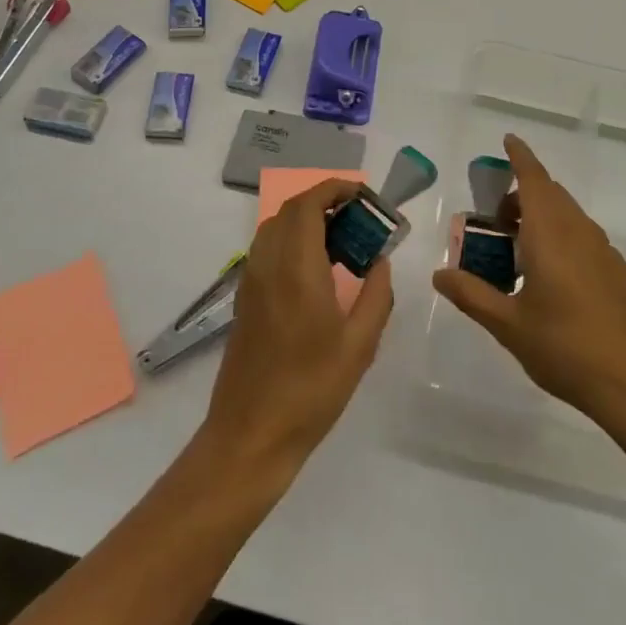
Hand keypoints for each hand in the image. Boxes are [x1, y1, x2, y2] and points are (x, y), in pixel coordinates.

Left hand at [200, 178, 393, 478]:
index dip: (335, 188)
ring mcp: (251, 282)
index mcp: (296, 270)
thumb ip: (376, 295)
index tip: (365, 196)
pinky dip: (292, 240)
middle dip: (325, 201)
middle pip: (290, 210)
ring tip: (343, 241)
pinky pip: (267, 250)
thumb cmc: (311, 391)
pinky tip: (318, 270)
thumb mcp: (359, 346)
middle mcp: (267, 265)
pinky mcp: (245, 300)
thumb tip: (380, 261)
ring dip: (307, 219)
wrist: (250, 436)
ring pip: (275, 228)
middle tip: (360, 218)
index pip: (308, 205)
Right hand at [431, 135, 625, 428]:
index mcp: (551, 235)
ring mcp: (602, 251)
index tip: (507, 140)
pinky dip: (558, 235)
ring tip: (514, 248)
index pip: (533, 180)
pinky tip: (546, 275)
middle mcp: (579, 232)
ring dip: (540, 215)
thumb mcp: (508, 325)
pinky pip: (581, 235)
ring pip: (567, 215)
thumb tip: (439, 274)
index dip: (519, 157)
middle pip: (549, 194)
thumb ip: (472, 294)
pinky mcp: (615, 271)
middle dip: (520, 194)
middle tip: (492, 218)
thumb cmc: (566, 348)